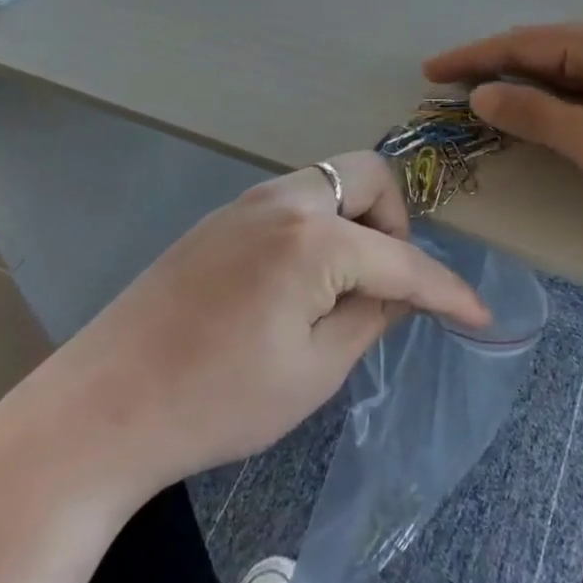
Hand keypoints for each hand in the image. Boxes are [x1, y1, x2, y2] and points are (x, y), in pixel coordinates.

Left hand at [0, 151, 488, 505]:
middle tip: (384, 282)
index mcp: (314, 239)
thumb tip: (401, 291)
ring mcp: (247, 202)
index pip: (401, 258)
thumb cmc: (217, 401)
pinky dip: (319, 227)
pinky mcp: (221, 217)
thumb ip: (370, 317)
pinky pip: (293, 201)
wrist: (103, 405)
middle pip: (368, 176)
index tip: (479, 315)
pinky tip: (299, 282)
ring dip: (355, 221)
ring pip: (329, 182)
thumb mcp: (313, 373)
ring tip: (343, 287)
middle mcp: (285, 200)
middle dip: (395, 222)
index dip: (446, 290)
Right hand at [424, 17, 582, 237]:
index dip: (470, 58)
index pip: (518, 44)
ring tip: (483, 100)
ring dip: (521, 82)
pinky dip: (552, 93)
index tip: (429, 72)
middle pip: (538, 48)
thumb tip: (482, 95)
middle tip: (449, 89)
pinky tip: (540, 108)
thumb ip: (536, 117)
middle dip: (491, 67)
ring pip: (562, 65)